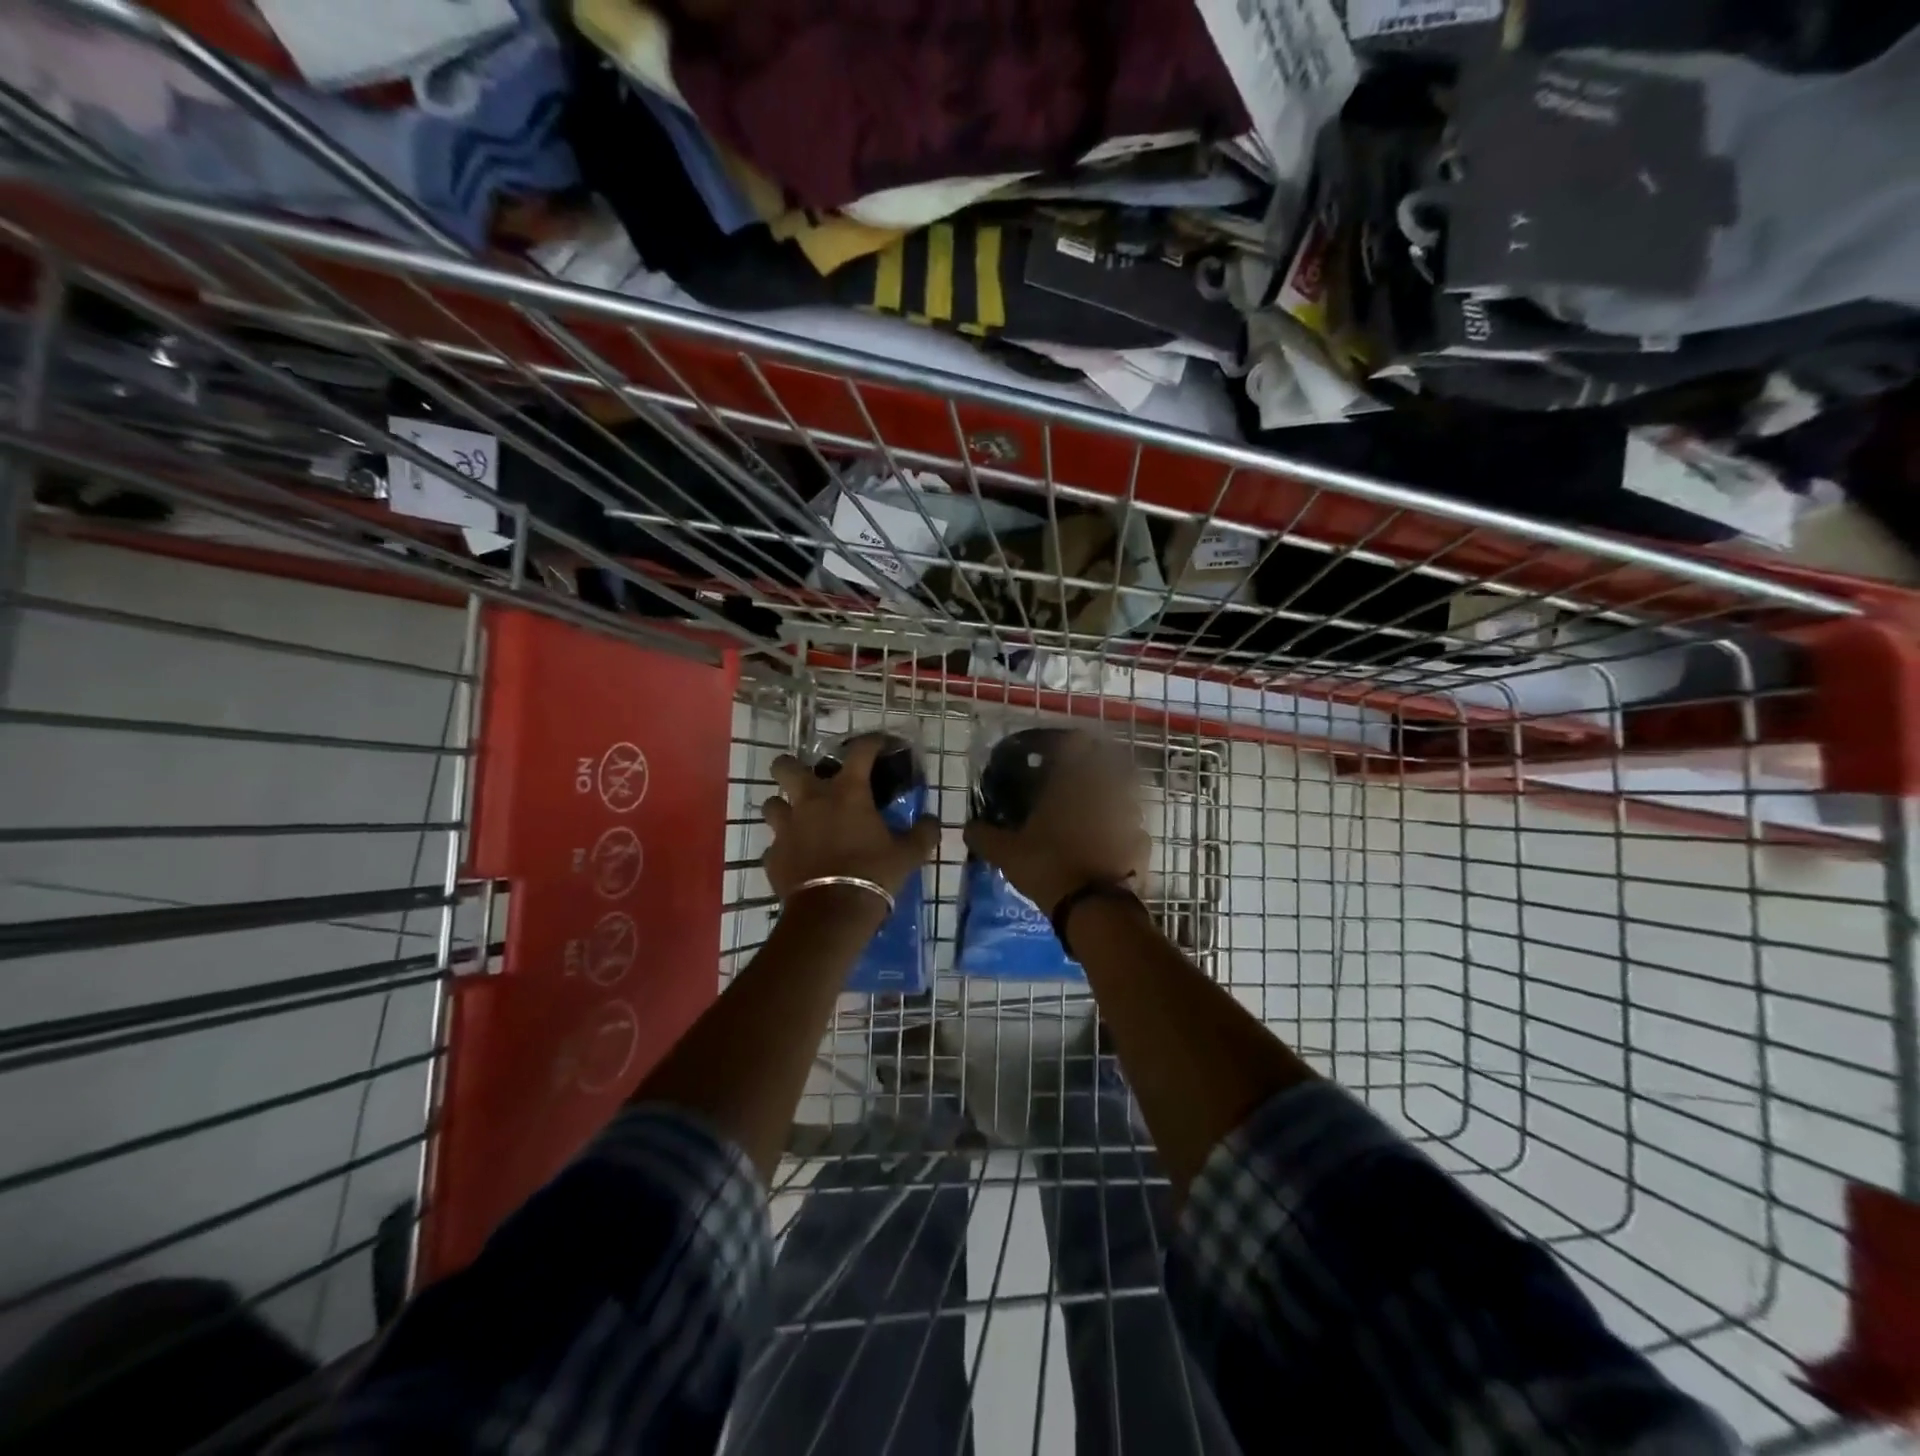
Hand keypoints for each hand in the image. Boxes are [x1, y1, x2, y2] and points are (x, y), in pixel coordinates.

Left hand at [761, 736, 940, 902]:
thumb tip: (932, 821)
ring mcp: (786, 828)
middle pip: (785, 766)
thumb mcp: (908, 855)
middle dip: (792, 767)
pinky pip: (774, 845)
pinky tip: (797, 858)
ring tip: (798, 819)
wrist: (831, 914)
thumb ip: (922, 834)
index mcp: (847, 793)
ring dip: (783, 807)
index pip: (859, 751)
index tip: (879, 744)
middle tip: (809, 780)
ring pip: (771, 803)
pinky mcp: (772, 856)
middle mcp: (810, 801)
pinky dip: (784, 848)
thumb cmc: (873, 874)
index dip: (871, 742)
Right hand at [963, 730, 1150, 913]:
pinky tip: (1108, 847)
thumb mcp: (1006, 853)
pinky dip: (1122, 832)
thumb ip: (984, 836)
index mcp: (1072, 782)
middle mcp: (1105, 789)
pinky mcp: (1143, 841)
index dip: (1065, 744)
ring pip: (1123, 794)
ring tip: (1091, 818)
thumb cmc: (1048, 866)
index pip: (1075, 742)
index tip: (1053, 756)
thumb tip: (968, 827)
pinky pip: (1133, 827)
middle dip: (1090, 771)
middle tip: (1072, 787)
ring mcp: (1130, 815)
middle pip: (1105, 763)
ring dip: (1109, 800)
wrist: (1094, 908)